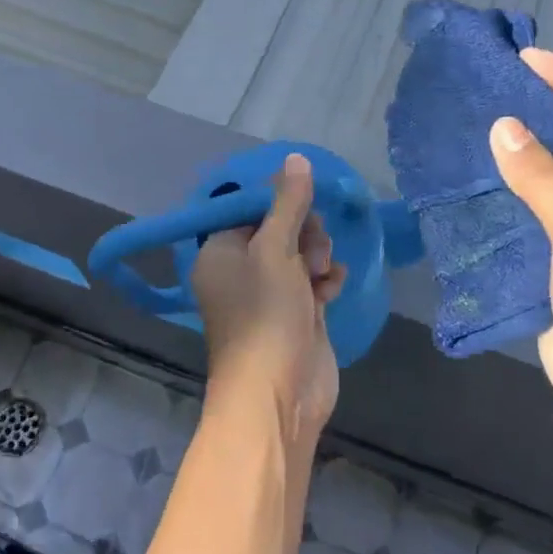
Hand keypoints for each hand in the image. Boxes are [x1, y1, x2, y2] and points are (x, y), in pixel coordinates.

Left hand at [190, 153, 347, 444]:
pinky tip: (332, 287)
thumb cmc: (266, 314)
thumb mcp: (275, 249)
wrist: (278, 394)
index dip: (280, 204)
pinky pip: (311, 283)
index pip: (250, 210)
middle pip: (278, 230)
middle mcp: (239, 272)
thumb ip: (288, 203)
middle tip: (312, 251)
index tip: (304, 207)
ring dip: (316, 256)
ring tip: (321, 274)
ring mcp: (267, 297)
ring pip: (298, 256)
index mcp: (220, 252)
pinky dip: (323, 281)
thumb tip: (295, 159)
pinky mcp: (294, 317)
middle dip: (303, 233)